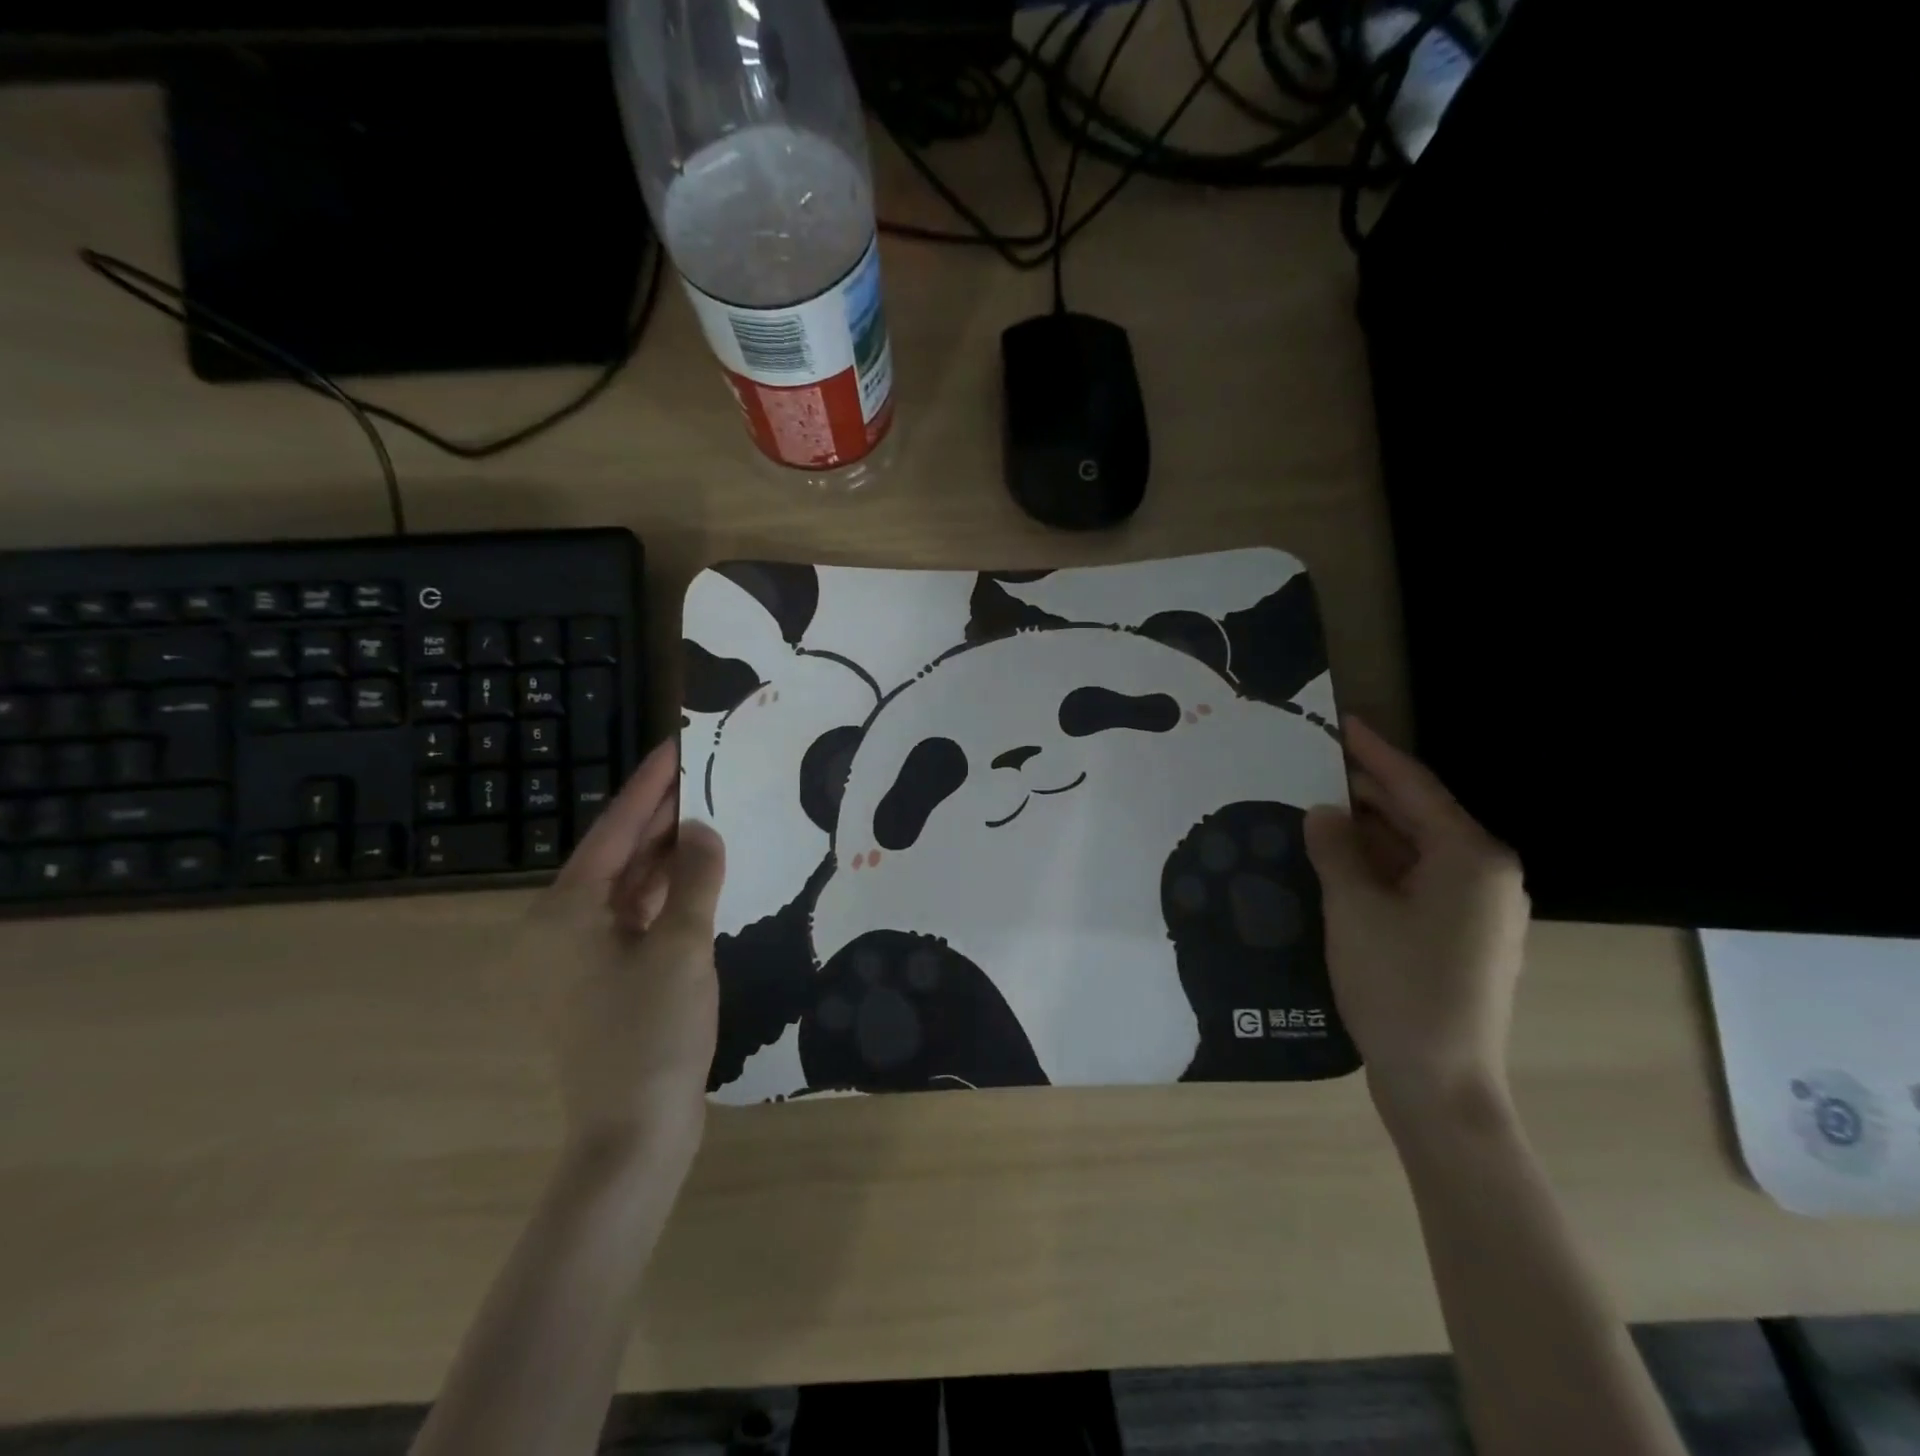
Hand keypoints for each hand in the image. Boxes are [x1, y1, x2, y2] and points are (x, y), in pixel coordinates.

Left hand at [522, 739, 726, 1168]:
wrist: (634, 1135)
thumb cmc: (652, 1034)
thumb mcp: (683, 946)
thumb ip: (695, 878)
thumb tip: (702, 829)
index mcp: (566, 914)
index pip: (615, 830)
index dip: (649, 785)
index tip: (676, 745)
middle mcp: (561, 929)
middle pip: (617, 856)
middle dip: (660, 816)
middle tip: (704, 774)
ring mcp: (581, 959)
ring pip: (628, 888)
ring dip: (666, 856)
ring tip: (708, 814)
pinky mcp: (605, 982)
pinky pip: (637, 919)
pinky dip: (667, 895)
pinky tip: (700, 876)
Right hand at [1304, 717, 1529, 1126]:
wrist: (1440, 1081)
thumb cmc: (1399, 985)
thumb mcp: (1354, 907)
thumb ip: (1336, 849)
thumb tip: (1324, 813)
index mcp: (1471, 857)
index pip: (1416, 787)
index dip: (1373, 753)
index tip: (1343, 723)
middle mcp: (1485, 874)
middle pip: (1420, 815)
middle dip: (1368, 790)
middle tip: (1315, 765)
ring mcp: (1477, 909)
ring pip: (1416, 849)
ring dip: (1370, 830)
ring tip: (1319, 808)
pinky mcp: (1461, 936)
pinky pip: (1417, 880)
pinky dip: (1380, 864)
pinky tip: (1341, 861)